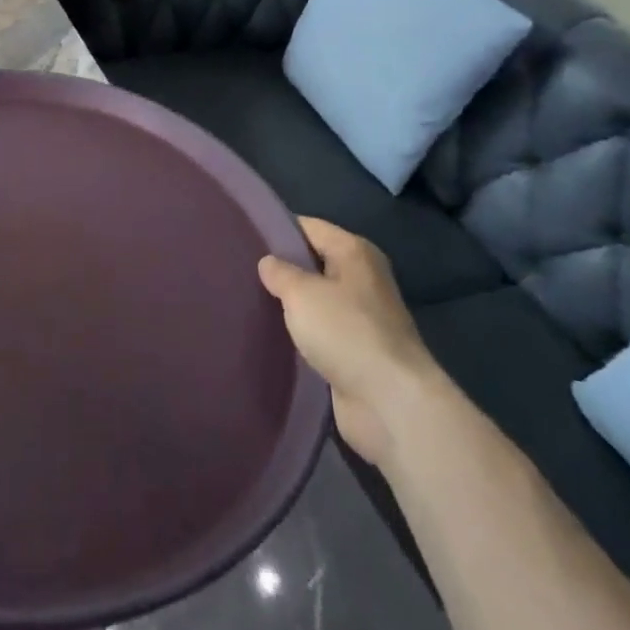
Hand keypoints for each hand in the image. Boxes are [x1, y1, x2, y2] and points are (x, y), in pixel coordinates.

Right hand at [258, 218, 442, 465]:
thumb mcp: (302, 292)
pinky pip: (320, 333)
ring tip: (248, 301)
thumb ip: (280, 272)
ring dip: (290, 305)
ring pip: (315, 301)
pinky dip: (300, 334)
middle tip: (239, 271)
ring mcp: (362, 318)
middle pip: (313, 264)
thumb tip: (268, 263)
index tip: (242, 236)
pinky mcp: (356, 352)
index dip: (277, 229)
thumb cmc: (346, 332)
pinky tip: (271, 335)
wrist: (390, 403)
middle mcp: (362, 279)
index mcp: (355, 252)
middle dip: (281, 269)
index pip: (309, 227)